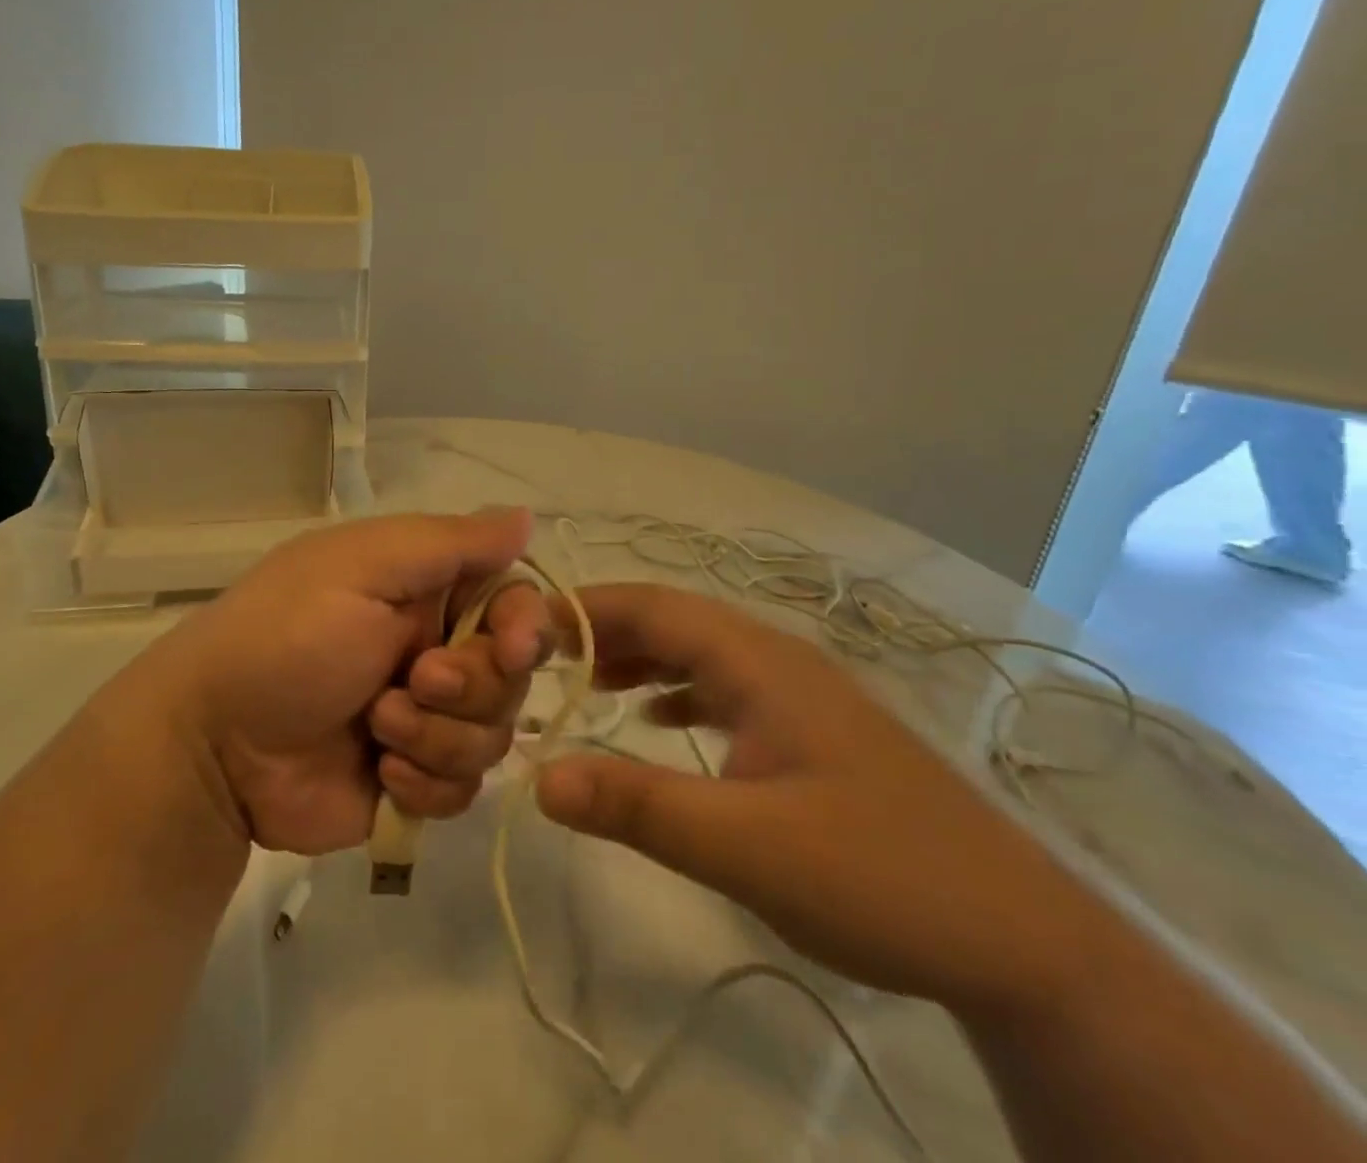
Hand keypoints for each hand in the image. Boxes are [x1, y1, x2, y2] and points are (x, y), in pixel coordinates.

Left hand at [140, 509, 553, 854]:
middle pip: (511, 676)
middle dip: (469, 686)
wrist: (215, 744)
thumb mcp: (362, 568)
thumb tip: (526, 516)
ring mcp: (426, 719)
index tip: (512, 648)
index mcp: (424, 591)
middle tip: (414, 681)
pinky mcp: (413, 780)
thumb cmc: (287, 637)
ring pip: (493, 736)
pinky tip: (378, 772)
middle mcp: (434, 648)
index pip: (514, 600)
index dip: (527, 626)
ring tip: (376, 726)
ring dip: (437, 736)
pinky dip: (424, 783)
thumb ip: (450, 543)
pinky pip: (463, 790)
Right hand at [534, 584, 1109, 1018]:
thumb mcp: (743, 846)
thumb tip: (538, 776)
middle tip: (538, 660)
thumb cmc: (878, 875)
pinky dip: (675, 690)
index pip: (650, 605)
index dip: (582, 609)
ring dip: (636, 658)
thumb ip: (635, 805)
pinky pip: (723, 686)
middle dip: (601, 631)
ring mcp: (798, 692)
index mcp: (757, 660)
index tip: (521, 629)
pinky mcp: (810, 729)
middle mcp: (775, 658)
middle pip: (670, 620)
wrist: (1024, 941)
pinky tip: (654, 720)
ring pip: (697, 651)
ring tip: (581, 684)